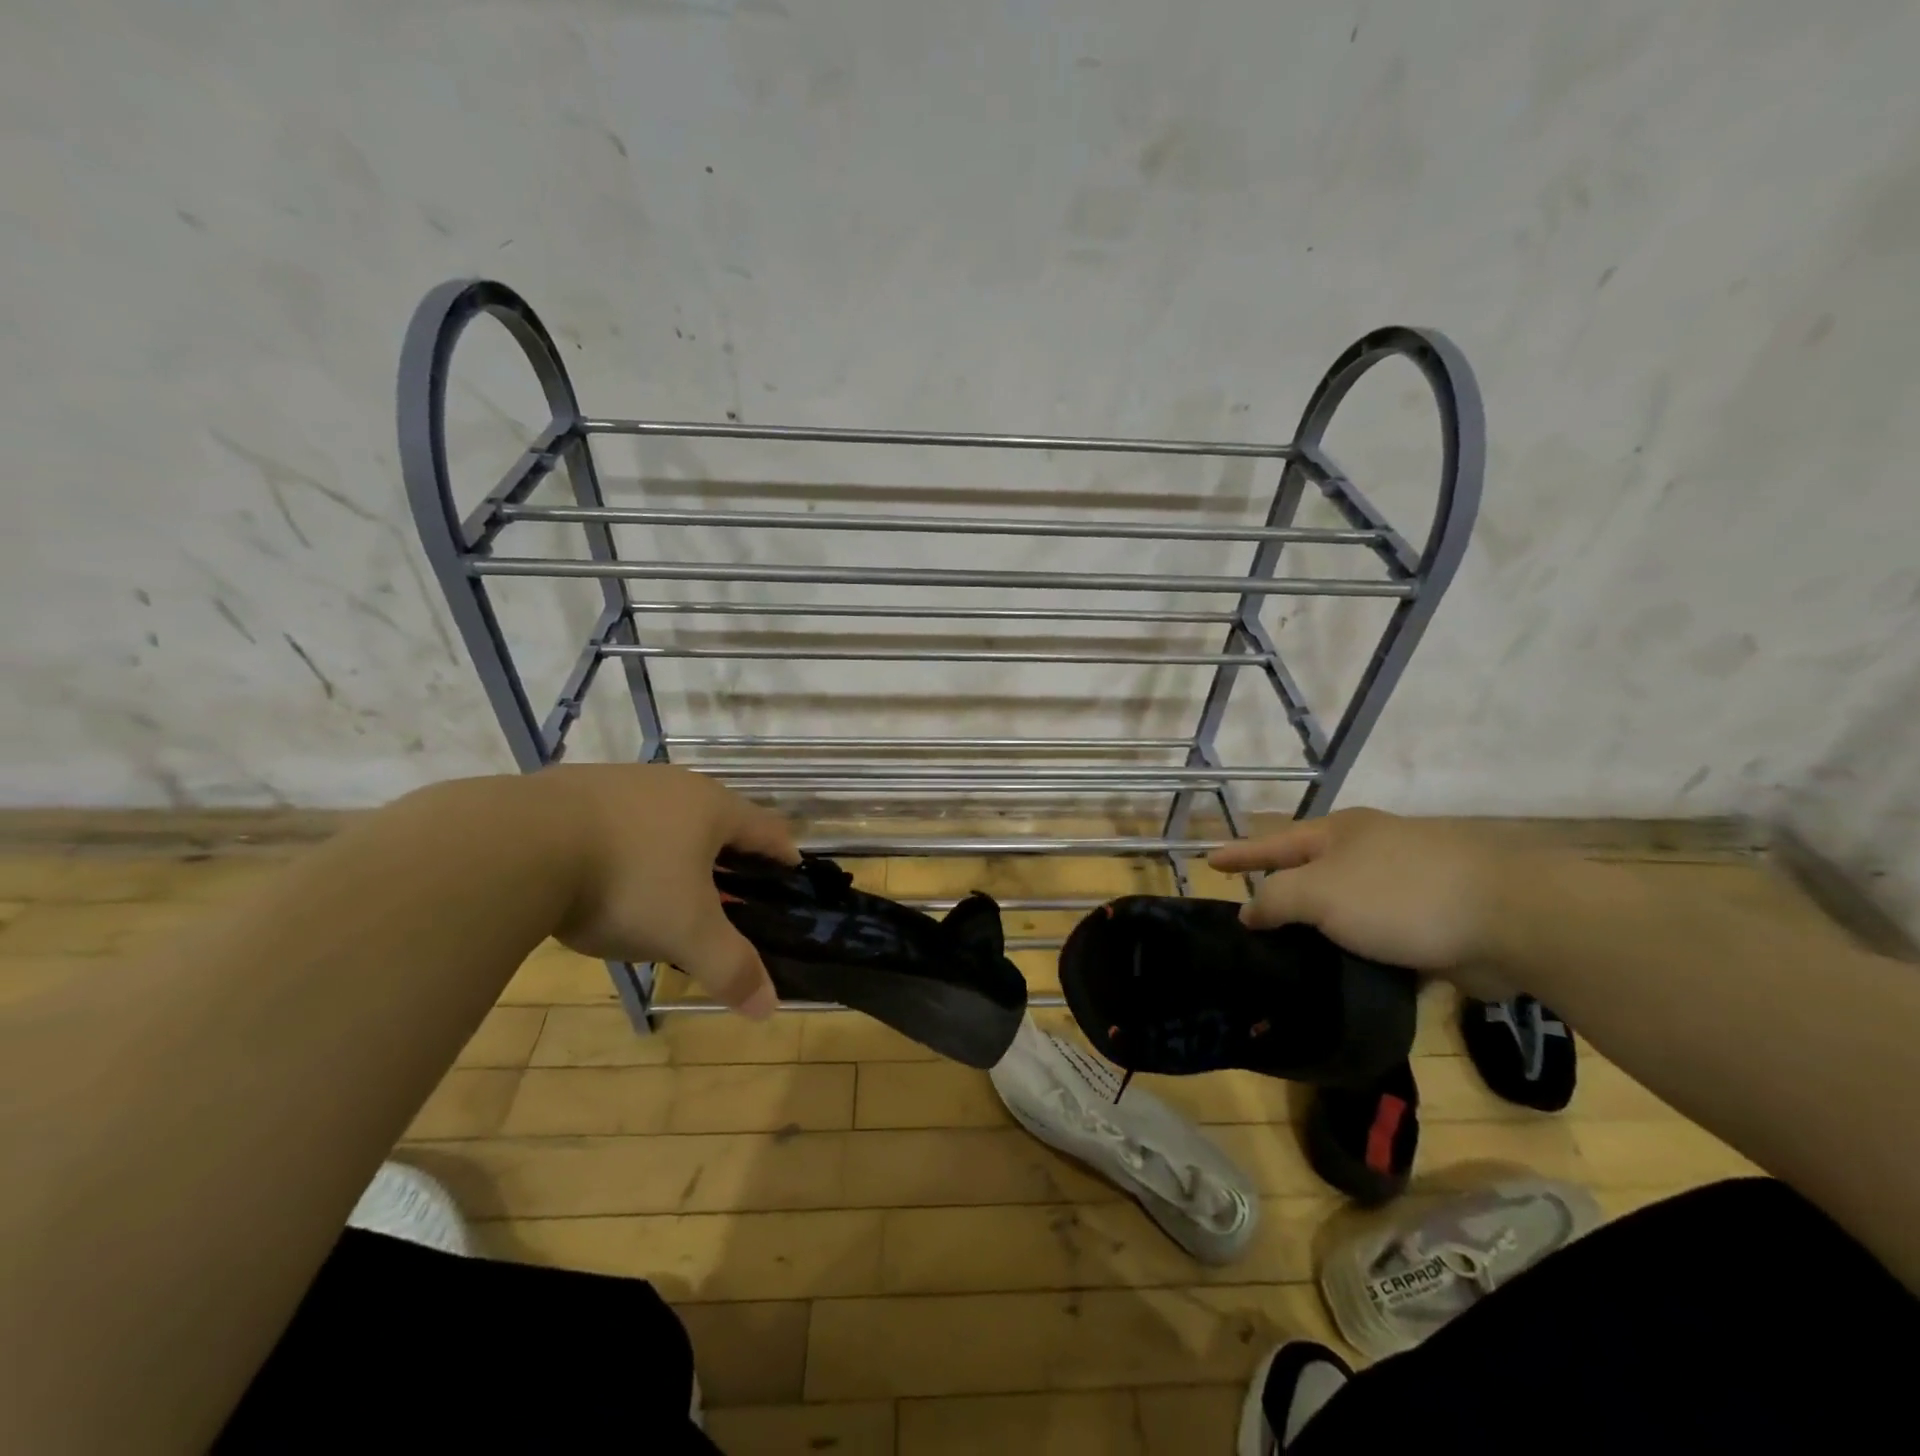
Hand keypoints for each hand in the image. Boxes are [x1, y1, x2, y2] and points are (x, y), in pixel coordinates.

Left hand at [538, 764, 798, 1018]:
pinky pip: (617, 820)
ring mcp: (621, 781)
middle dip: (726, 858)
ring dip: (674, 851)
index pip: (767, 830)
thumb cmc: (626, 883)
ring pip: (665, 818)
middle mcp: (674, 784)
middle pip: (717, 820)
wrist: (516, 845)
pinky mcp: (573, 788)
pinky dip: (625, 846)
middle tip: (726, 900)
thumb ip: (731, 967)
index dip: (783, 857)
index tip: (788, 881)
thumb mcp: (685, 933)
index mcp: (713, 808)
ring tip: (663, 892)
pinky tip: (603, 877)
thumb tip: (768, 1007)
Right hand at [1207, 809, 1520, 989]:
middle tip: (1254, 921)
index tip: (1208, 863)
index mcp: (1341, 834)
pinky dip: (1361, 952)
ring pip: (1348, 908)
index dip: (1240, 854)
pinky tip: (1347, 976)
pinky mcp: (1437, 920)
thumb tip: (1250, 912)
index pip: (1274, 843)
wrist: (1512, 919)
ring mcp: (1407, 883)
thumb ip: (1276, 900)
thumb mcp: (1319, 893)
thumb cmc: (1400, 895)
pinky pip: (1381, 935)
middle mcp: (1371, 851)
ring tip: (1293, 958)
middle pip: (1311, 872)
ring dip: (1323, 930)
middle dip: (1283, 893)